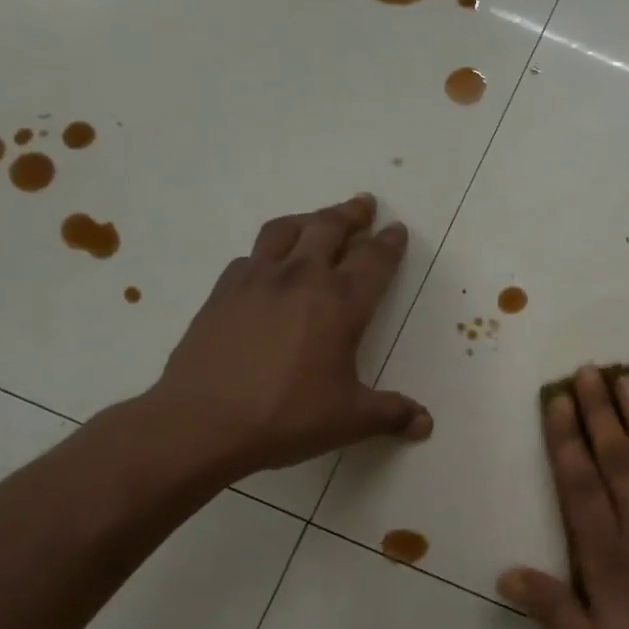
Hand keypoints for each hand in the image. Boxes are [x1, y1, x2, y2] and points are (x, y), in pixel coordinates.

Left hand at [141, 193, 431, 482]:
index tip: (397, 229)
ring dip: (308, 220)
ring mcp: (256, 280)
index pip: (374, 260)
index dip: (389, 243)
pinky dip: (269, 251)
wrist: (203, 421)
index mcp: (340, 304)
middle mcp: (301, 278)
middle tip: (364, 204)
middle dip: (351, 214)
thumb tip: (425, 424)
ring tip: (317, 221)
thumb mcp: (349, 419)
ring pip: (286, 230)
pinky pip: (251, 256)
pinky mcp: (223, 291)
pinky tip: (269, 266)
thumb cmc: (287, 416)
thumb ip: (391, 414)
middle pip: (329, 228)